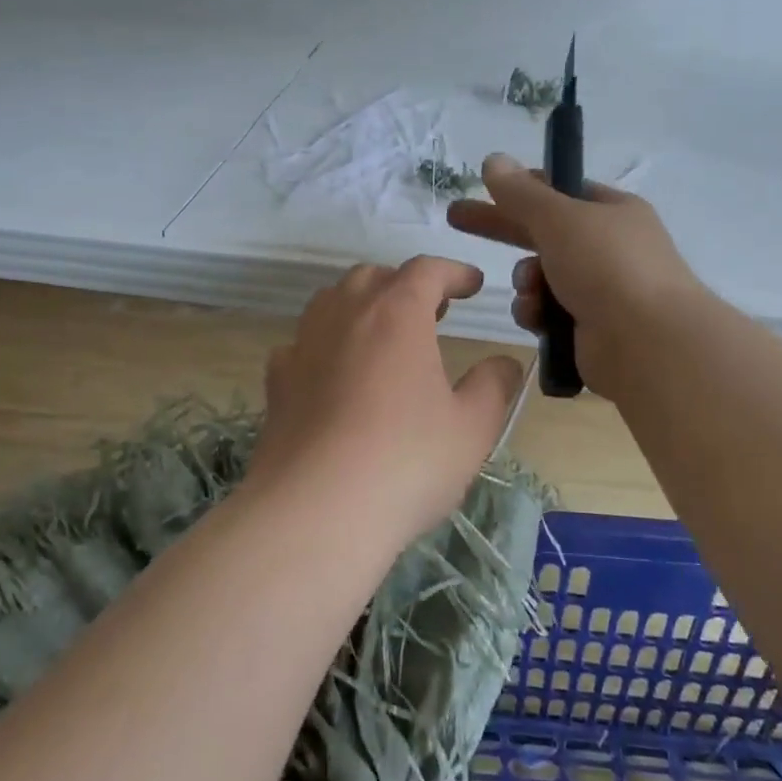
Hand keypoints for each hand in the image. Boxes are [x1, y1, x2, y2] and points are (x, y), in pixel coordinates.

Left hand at [253, 257, 525, 541]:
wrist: (314, 510)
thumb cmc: (405, 461)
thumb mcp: (472, 428)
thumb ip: (493, 386)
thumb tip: (504, 363)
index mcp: (396, 314)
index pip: (426, 270)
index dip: (453, 272)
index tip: (472, 284)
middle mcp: (345, 314)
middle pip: (373, 277)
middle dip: (405, 285)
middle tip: (431, 311)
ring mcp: (303, 344)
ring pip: (331, 301)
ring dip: (361, 305)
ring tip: (382, 336)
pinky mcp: (277, 380)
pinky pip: (302, 343)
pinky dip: (324, 344)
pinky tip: (333, 373)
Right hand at [447, 154, 704, 400]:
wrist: (648, 344)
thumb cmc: (607, 266)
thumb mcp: (559, 218)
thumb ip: (521, 192)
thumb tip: (493, 159)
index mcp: (612, 212)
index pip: (560, 191)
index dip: (523, 188)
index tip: (486, 187)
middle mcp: (609, 247)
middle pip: (542, 232)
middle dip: (501, 228)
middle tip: (455, 218)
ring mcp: (601, 289)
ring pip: (540, 276)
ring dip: (526, 282)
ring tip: (530, 290)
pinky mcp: (589, 328)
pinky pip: (547, 312)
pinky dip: (537, 313)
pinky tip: (537, 319)